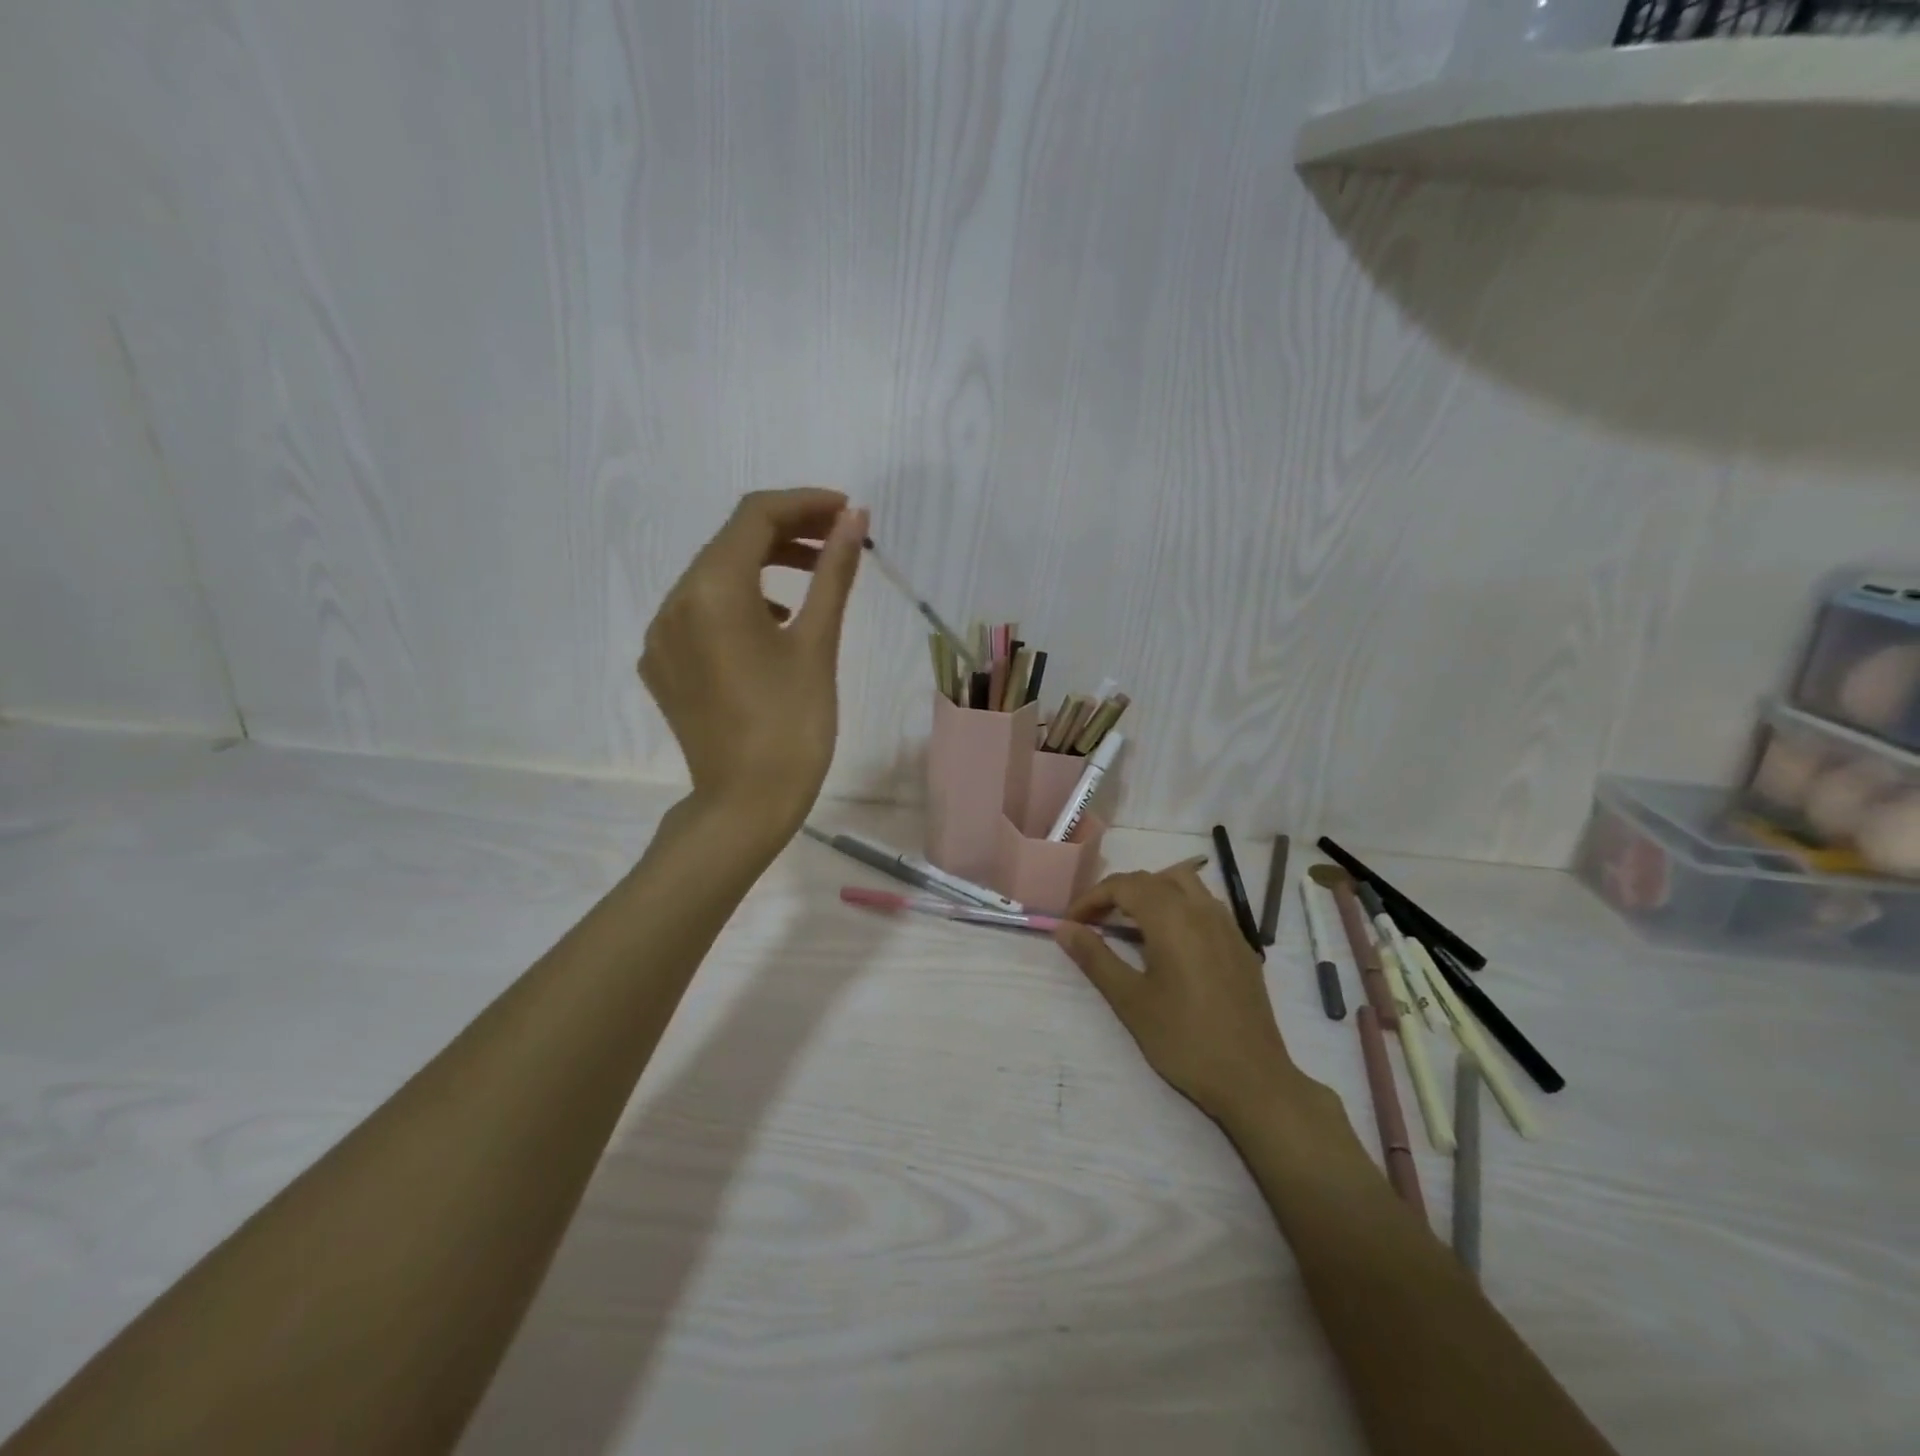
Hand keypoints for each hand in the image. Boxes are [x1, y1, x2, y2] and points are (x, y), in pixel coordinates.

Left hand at [639, 489, 867, 842]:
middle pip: (730, 542)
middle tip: (837, 542)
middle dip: (786, 533)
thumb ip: (832, 572)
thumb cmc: (793, 725)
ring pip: (713, 577)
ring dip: (763, 566)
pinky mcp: (662, 665)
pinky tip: (771, 624)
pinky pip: (698, 613)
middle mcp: (673, 602)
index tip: (846, 512)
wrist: (746, 805)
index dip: (804, 503)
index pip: (755, 517)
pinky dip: (738, 602)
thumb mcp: (817, 643)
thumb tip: (853, 518)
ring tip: (813, 580)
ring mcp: (660, 636)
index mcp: (712, 590)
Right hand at [1055, 863, 1341, 1133]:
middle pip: (1152, 879)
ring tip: (1131, 923)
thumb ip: (1095, 957)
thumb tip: (1064, 927)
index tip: (1071, 922)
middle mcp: (1202, 909)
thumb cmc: (1183, 1039)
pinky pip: (1205, 904)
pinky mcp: (1241, 945)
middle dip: (1118, 892)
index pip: (1124, 885)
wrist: (1252, 1079)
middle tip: (1094, 921)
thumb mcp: (1130, 1000)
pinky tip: (1170, 941)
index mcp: (1172, 918)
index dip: (1092, 897)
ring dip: (1151, 892)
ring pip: (1184, 883)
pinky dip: (1178, 906)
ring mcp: (1227, 925)